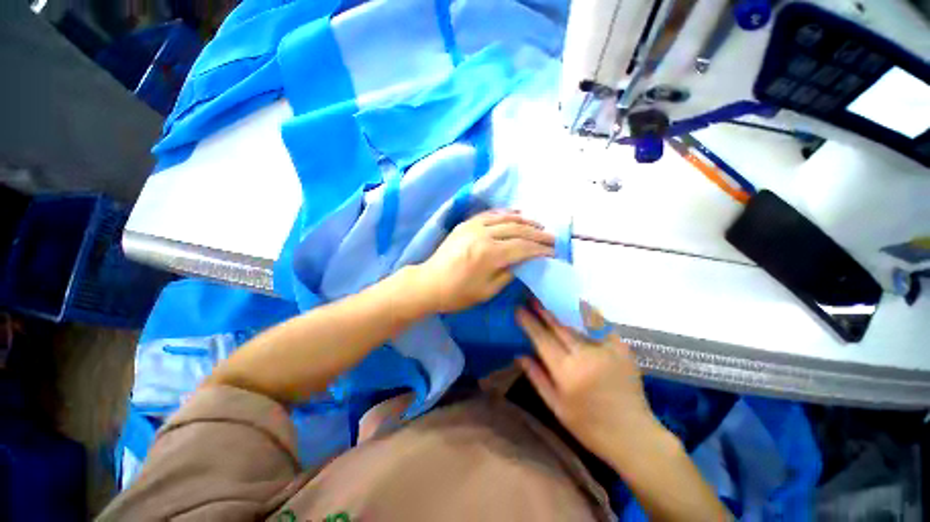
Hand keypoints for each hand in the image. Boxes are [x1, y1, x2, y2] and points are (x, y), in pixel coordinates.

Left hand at [415, 210, 554, 312]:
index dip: (541, 249)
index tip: (554, 252)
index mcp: (490, 255)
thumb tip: (524, 263)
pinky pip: (490, 214)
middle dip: (538, 234)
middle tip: (552, 238)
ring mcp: (473, 226)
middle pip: (518, 230)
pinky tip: (517, 214)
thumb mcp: (487, 291)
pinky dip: (506, 213)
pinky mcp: (466, 223)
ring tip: (539, 225)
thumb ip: (509, 274)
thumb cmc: (458, 293)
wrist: (429, 283)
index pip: (523, 247)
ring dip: (525, 221)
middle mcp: (483, 235)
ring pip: (506, 218)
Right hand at [517, 301, 662, 466]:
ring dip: (561, 312)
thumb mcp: (556, 406)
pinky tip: (579, 305)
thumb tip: (519, 354)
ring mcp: (606, 350)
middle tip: (531, 298)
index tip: (518, 309)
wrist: (633, 436)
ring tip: (548, 300)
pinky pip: (601, 326)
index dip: (529, 322)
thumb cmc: (589, 427)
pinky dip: (588, 315)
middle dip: (542, 311)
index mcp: (567, 372)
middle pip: (558, 327)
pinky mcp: (622, 349)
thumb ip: (537, 377)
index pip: (542, 339)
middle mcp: (585, 356)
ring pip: (578, 325)